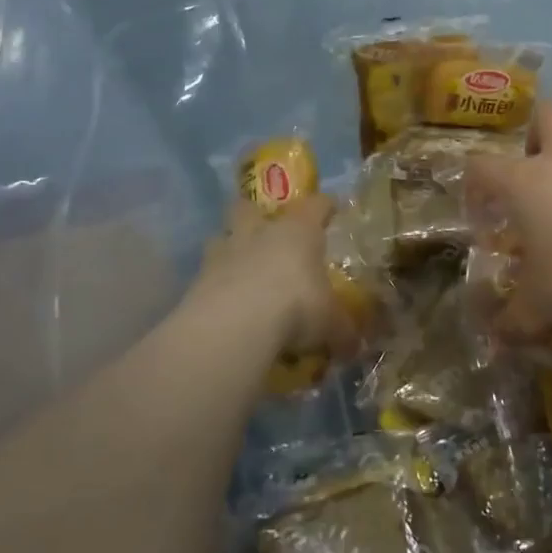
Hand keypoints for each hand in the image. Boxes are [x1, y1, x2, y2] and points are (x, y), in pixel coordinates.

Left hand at [194, 196, 358, 362]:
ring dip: (229, 247)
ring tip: (239, 267)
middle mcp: (259, 233)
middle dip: (256, 213)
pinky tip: (224, 304)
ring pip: (221, 236)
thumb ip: (342, 331)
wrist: (236, 325)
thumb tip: (354, 347)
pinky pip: (205, 275)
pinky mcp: (196, 281)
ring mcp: (223, 254)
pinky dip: (214, 286)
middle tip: (266, 230)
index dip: (324, 206)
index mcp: (298, 231)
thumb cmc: (297, 307)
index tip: (330, 209)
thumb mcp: (332, 324)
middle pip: (250, 207)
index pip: (315, 206)